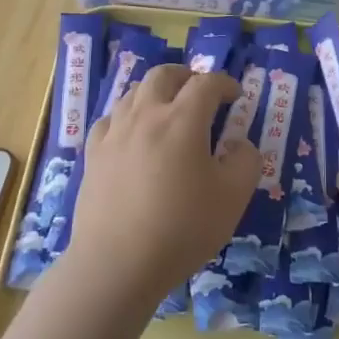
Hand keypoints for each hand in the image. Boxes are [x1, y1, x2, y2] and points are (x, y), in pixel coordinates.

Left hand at [62, 64, 259, 300]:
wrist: (117, 263)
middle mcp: (145, 115)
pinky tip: (133, 134)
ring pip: (134, 92)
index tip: (236, 96)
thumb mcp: (233, 198)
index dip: (225, 84)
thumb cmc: (181, 229)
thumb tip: (238, 144)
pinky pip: (111, 119)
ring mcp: (114, 133)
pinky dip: (128, 116)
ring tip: (169, 110)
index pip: (206, 84)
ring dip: (157, 92)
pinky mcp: (93, 154)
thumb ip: (245, 161)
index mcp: (182, 120)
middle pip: (163, 75)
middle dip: (186, 76)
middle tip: (201, 92)